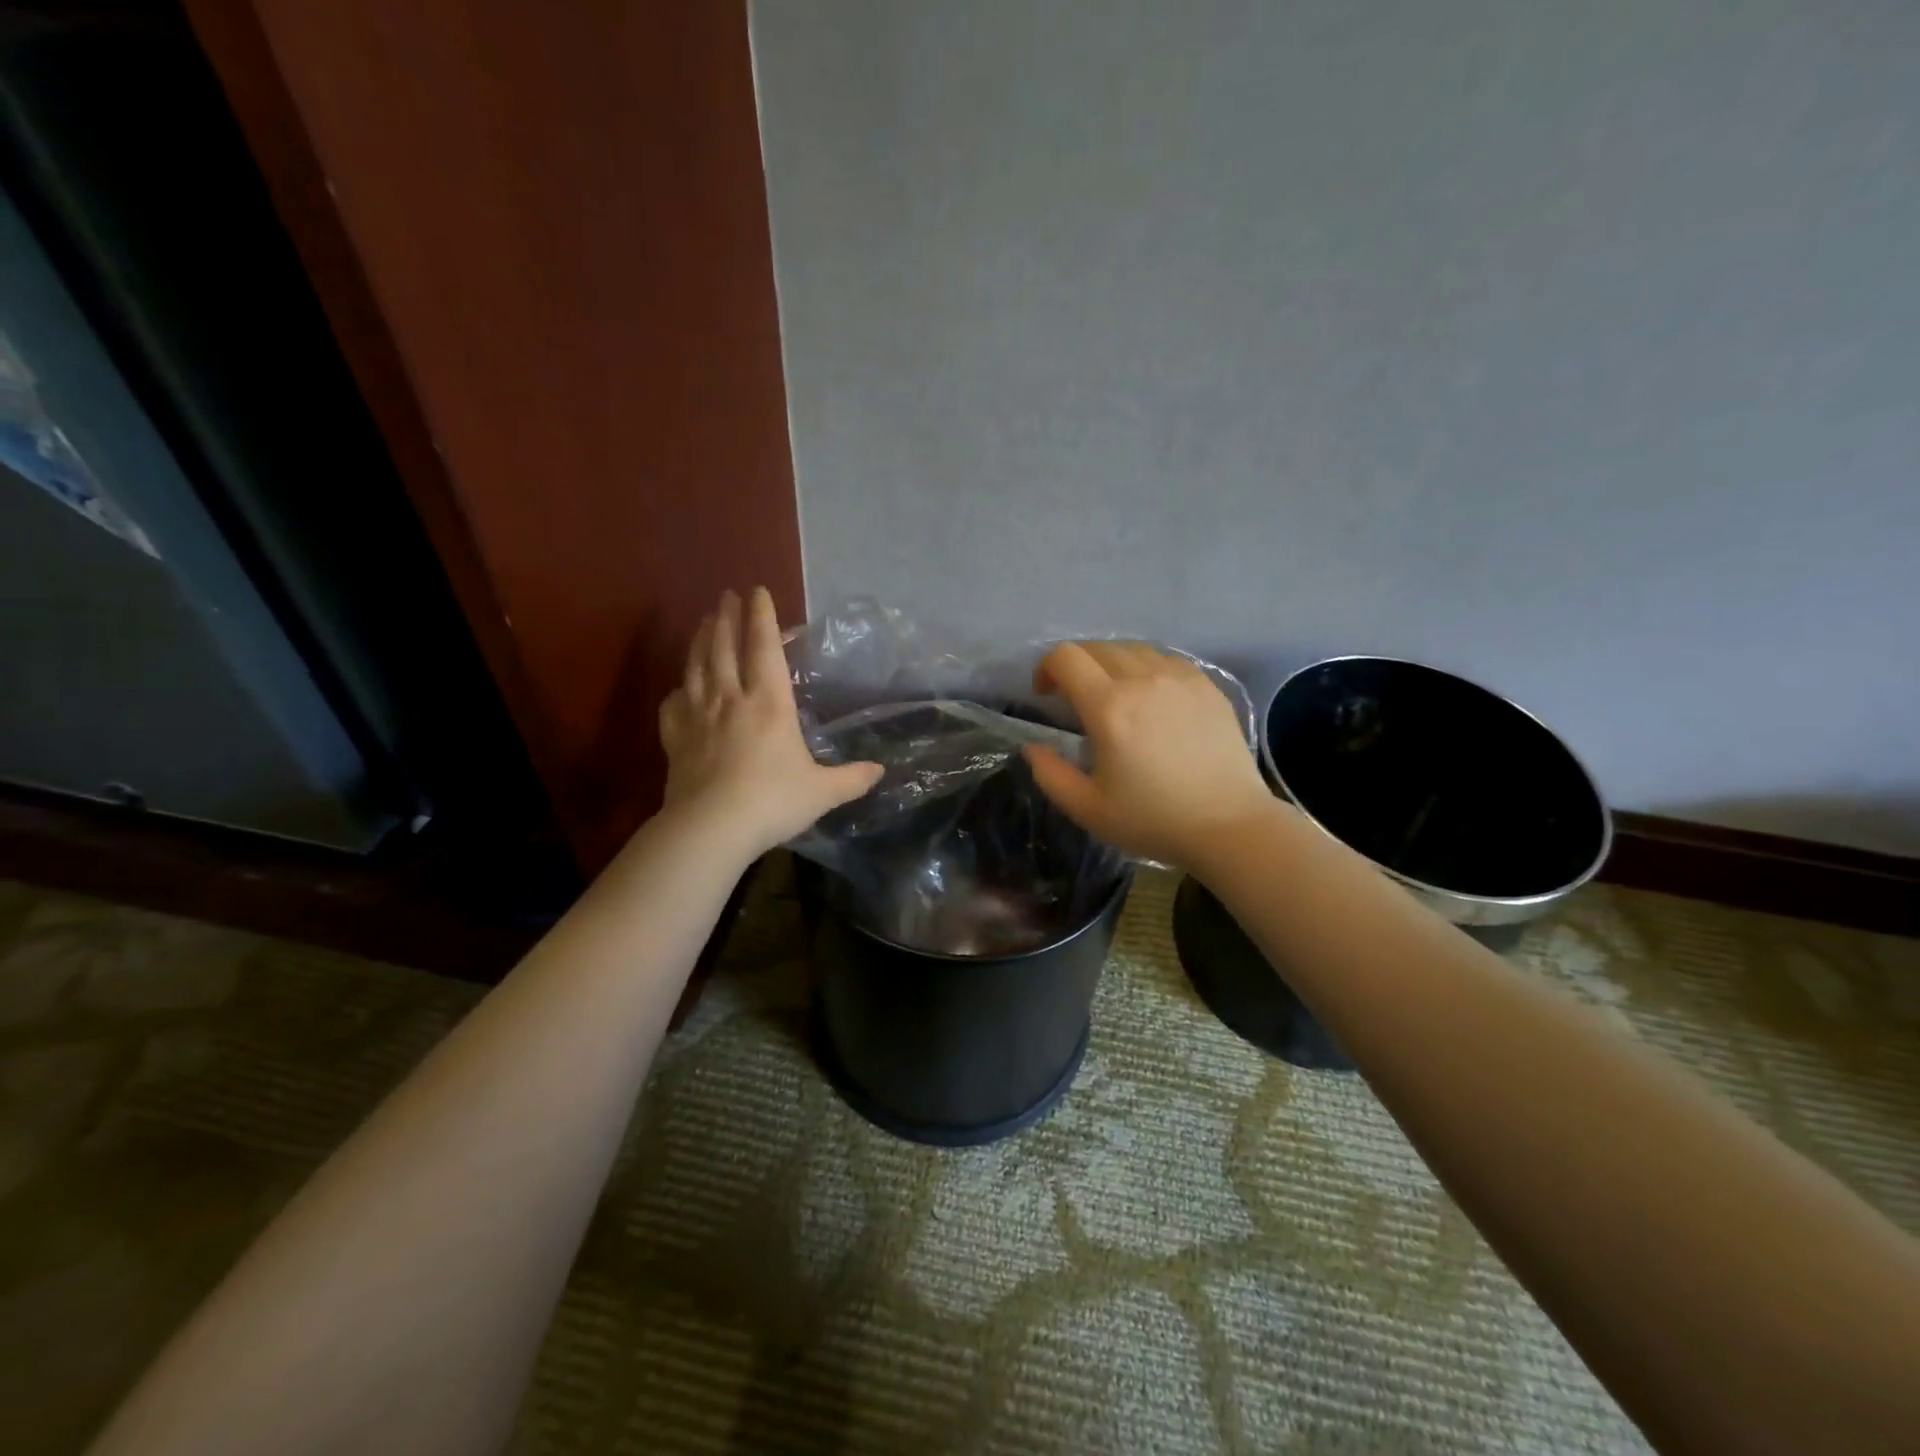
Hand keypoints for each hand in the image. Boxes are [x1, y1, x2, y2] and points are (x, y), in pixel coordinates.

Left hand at [658, 587, 882, 858]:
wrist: (711, 828)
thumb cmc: (773, 801)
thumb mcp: (823, 792)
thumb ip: (852, 778)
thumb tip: (880, 771)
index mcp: (769, 703)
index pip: (764, 647)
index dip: (762, 617)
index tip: (758, 591)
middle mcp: (731, 699)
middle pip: (724, 647)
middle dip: (726, 617)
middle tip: (726, 596)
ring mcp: (698, 717)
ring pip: (696, 667)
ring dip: (700, 640)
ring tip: (703, 622)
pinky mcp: (675, 739)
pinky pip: (674, 705)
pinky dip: (678, 690)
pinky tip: (680, 688)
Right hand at [1023, 641, 1272, 866]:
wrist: (1229, 825)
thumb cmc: (1153, 820)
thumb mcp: (1087, 808)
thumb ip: (1050, 774)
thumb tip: (1033, 747)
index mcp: (1109, 707)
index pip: (1066, 657)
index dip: (1046, 668)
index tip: (1046, 695)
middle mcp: (1143, 680)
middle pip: (1098, 648)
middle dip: (1076, 666)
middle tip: (1075, 697)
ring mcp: (1180, 678)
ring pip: (1133, 649)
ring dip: (1111, 664)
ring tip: (1114, 694)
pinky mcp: (1207, 685)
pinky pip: (1166, 659)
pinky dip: (1147, 668)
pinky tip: (1151, 697)